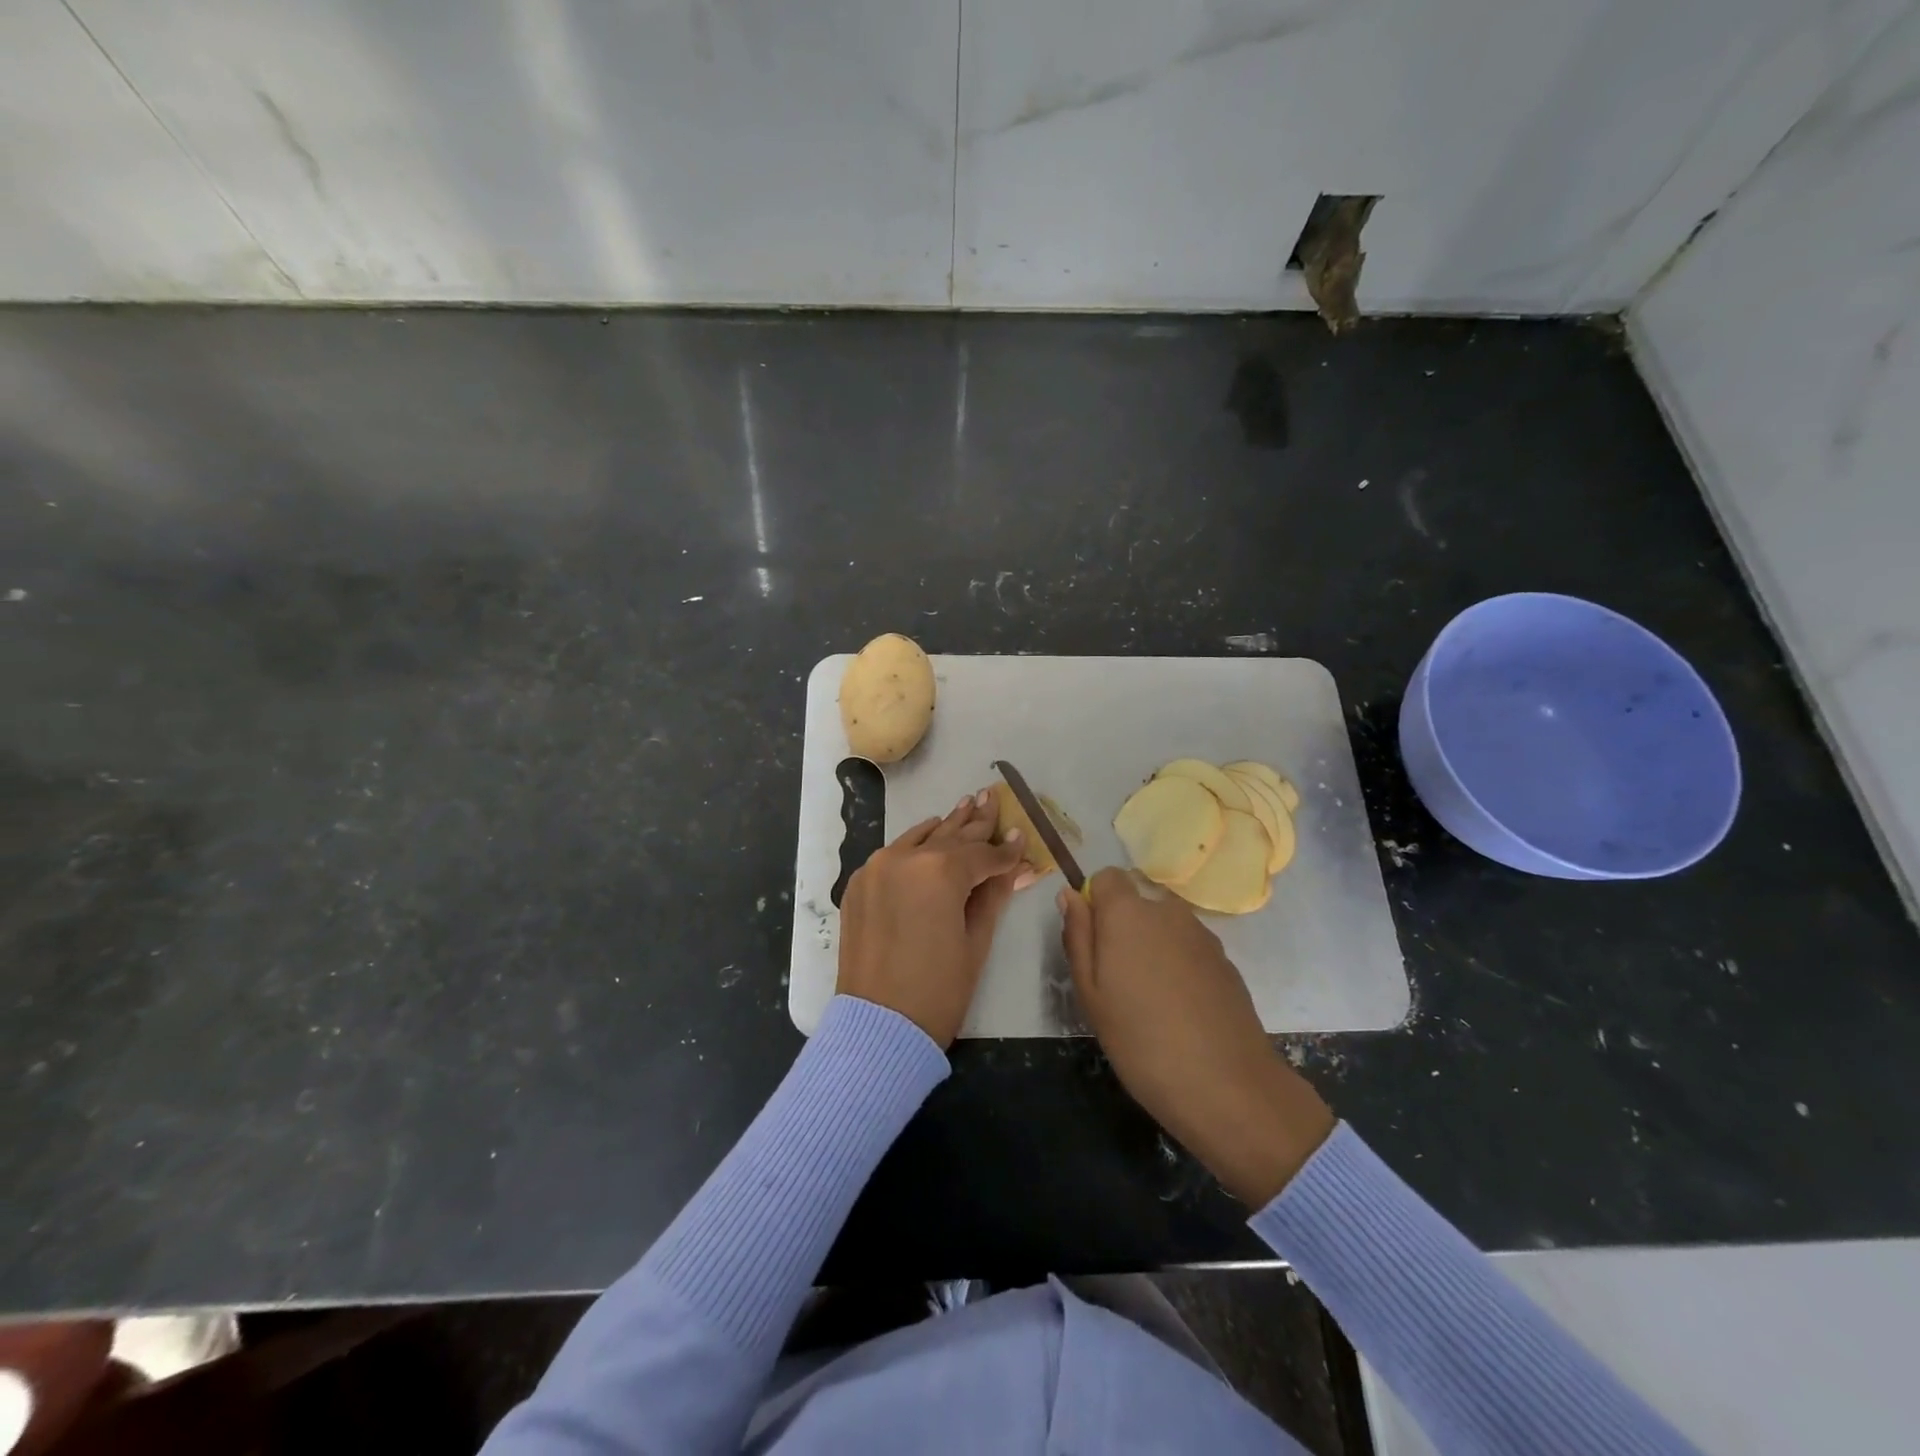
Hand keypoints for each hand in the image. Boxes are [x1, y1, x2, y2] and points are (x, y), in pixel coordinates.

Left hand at [837, 789, 1034, 1046]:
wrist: (878, 1027)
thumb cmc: (938, 990)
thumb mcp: (976, 941)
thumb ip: (994, 893)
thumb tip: (1017, 863)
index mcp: (939, 872)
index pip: (982, 855)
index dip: (1005, 850)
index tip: (1022, 836)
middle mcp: (905, 858)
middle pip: (950, 836)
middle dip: (976, 822)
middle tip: (992, 797)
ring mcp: (876, 868)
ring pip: (920, 838)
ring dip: (946, 827)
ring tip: (967, 805)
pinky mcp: (859, 884)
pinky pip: (894, 854)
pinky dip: (915, 845)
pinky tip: (930, 835)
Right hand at [1059, 867, 1334, 1206]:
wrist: (1226, 1085)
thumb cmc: (1140, 1040)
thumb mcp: (1090, 993)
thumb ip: (1078, 936)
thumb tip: (1070, 896)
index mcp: (1128, 913)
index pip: (1107, 877)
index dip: (1095, 902)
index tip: (1093, 944)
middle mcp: (1168, 911)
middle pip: (1138, 903)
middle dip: (1124, 929)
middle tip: (1118, 982)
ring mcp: (1203, 935)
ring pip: (1165, 927)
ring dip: (1153, 948)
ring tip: (1151, 1002)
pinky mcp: (1226, 961)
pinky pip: (1190, 949)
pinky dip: (1180, 967)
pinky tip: (1181, 1011)